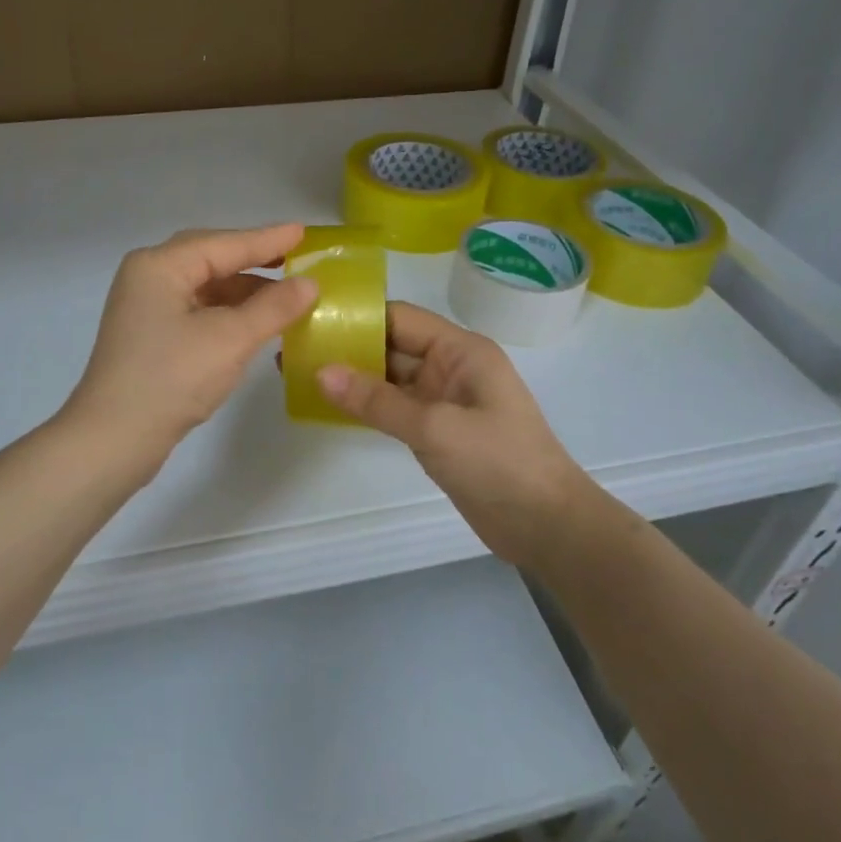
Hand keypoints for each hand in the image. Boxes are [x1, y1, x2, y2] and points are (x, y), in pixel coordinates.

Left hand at [65, 224, 317, 464]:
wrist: (112, 440)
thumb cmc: (171, 379)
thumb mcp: (230, 340)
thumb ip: (274, 307)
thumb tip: (310, 282)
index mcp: (159, 266)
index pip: (224, 244)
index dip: (268, 240)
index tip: (304, 233)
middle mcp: (148, 277)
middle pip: (211, 258)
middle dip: (254, 260)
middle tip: (295, 258)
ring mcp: (145, 307)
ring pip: (204, 286)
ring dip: (243, 290)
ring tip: (285, 295)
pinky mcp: (150, 335)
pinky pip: (197, 309)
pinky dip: (227, 312)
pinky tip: (254, 322)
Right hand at [317, 302, 594, 567]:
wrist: (546, 526)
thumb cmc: (498, 462)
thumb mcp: (435, 427)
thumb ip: (377, 400)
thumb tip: (320, 372)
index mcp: (460, 350)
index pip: (400, 318)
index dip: (357, 316)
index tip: (311, 316)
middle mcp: (451, 367)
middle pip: (391, 346)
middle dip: (347, 347)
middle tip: (294, 348)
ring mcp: (444, 400)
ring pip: (389, 379)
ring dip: (353, 378)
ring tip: (300, 374)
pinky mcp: (437, 431)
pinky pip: (394, 408)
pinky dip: (366, 406)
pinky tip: (330, 406)